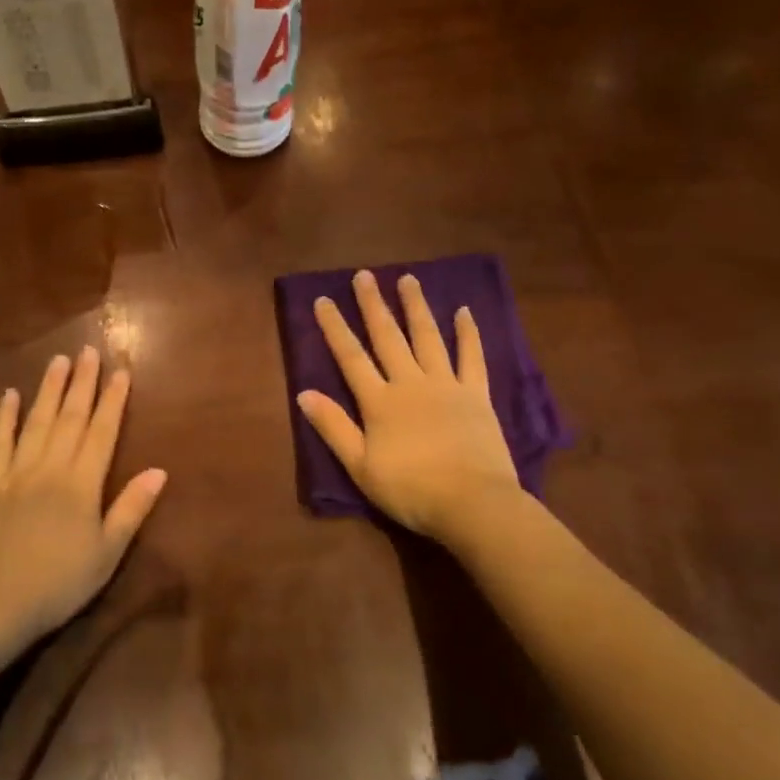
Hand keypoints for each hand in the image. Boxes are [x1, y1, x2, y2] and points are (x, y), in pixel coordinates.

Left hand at [0, 347, 167, 643]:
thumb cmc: (58, 583)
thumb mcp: (107, 554)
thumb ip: (131, 509)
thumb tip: (159, 471)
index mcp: (82, 483)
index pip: (102, 431)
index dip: (113, 400)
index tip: (120, 371)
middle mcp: (51, 468)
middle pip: (70, 417)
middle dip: (82, 383)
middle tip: (88, 351)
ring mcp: (16, 473)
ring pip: (36, 422)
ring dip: (49, 389)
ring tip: (58, 360)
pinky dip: (4, 418)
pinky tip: (9, 395)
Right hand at [296, 270, 521, 540]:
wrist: (473, 503)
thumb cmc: (411, 490)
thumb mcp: (360, 467)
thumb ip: (333, 427)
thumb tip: (303, 393)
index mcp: (379, 402)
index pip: (351, 357)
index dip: (335, 328)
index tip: (323, 299)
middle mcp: (410, 383)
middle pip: (388, 337)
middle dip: (373, 305)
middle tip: (364, 275)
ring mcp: (446, 385)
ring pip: (427, 337)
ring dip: (415, 307)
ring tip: (407, 279)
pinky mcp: (476, 395)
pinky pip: (472, 358)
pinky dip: (467, 334)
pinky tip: (463, 311)